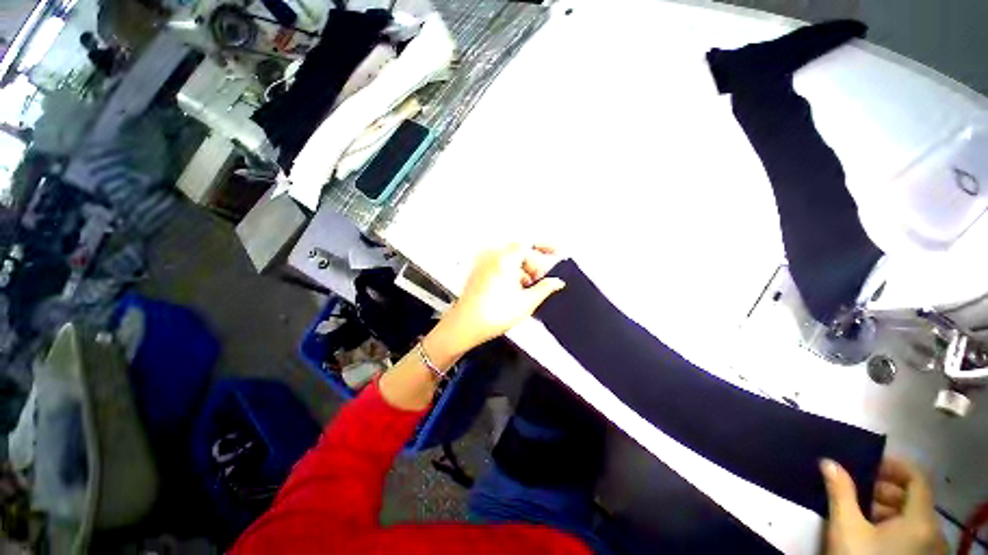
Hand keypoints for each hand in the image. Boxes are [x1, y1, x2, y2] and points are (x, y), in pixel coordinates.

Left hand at [431, 244, 564, 355]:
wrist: (465, 325)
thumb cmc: (495, 314)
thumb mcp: (526, 302)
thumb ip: (545, 288)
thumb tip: (557, 282)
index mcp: (506, 258)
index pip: (531, 244)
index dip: (546, 246)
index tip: (558, 252)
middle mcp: (494, 256)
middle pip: (520, 251)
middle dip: (534, 263)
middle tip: (541, 278)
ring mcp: (484, 263)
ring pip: (510, 259)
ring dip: (523, 269)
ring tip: (528, 287)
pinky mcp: (479, 272)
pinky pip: (500, 265)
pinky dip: (511, 272)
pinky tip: (515, 289)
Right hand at [820, 458, 945, 554]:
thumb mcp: (846, 527)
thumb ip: (840, 491)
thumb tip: (828, 462)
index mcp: (921, 521)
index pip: (917, 478)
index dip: (895, 466)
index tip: (869, 465)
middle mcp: (933, 532)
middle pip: (915, 498)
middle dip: (885, 489)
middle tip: (858, 489)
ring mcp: (930, 550)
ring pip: (913, 517)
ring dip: (888, 507)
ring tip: (861, 510)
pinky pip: (914, 533)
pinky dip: (894, 525)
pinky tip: (872, 532)